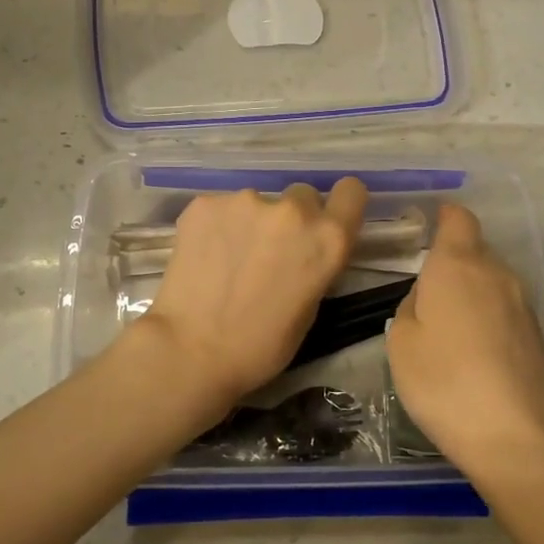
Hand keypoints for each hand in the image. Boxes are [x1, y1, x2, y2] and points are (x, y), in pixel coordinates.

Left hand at [135, 178, 367, 415]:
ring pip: (256, 203)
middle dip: (290, 219)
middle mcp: (292, 211)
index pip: (351, 192)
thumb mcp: (309, 308)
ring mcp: (245, 201)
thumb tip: (302, 250)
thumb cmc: (260, 346)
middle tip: (268, 252)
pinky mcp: (205, 203)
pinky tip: (203, 257)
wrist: (192, 351)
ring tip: (227, 261)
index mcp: (327, 239)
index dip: (339, 205)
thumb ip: (314, 265)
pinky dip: (215, 227)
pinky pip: (220, 209)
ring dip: (249, 223)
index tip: (324, 221)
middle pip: (301, 196)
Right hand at [386, 204, 543, 477]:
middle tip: (425, 291)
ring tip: (446, 328)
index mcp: (458, 265)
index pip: (458, 219)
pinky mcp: (538, 338)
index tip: (427, 226)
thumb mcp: (401, 343)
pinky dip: (487, 321)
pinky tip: (473, 355)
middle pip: (475, 251)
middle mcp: (496, 274)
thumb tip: (427, 298)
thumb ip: (410, 307)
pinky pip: (505, 313)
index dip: (444, 217)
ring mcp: (523, 306)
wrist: (521, 438)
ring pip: (491, 283)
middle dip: (452, 261)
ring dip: (470, 294)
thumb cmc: (446, 382)